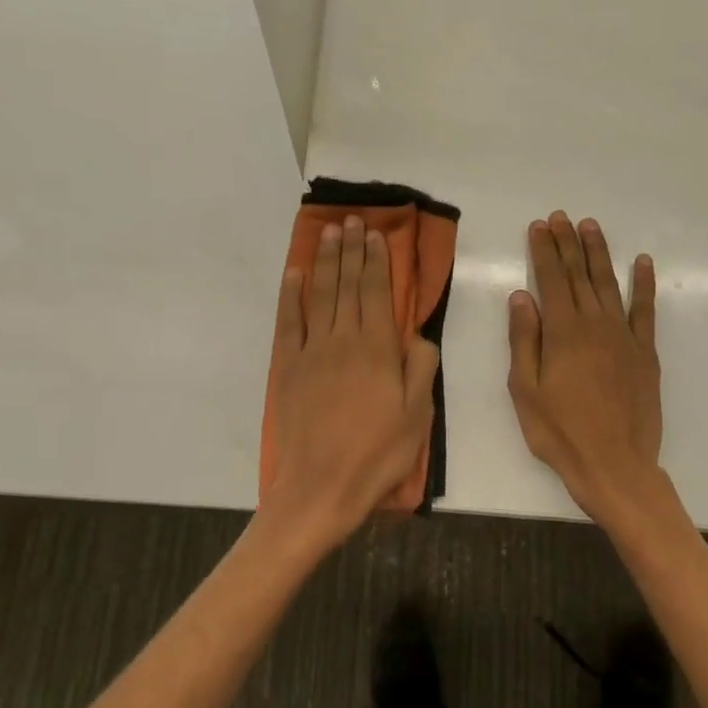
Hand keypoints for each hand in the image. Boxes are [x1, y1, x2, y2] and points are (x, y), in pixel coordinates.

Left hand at [265, 217, 440, 549]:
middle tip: (350, 220)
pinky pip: (288, 322)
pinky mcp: (287, 367)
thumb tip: (416, 333)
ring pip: (319, 295)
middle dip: (350, 250)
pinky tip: (294, 273)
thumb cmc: (377, 455)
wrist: (321, 487)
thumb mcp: (417, 416)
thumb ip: (420, 368)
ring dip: (324, 261)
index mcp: (377, 350)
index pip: (376, 293)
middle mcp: (342, 340)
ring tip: (328, 233)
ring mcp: (311, 351)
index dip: (376, 261)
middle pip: (346, 285)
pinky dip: (290, 294)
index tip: (374, 234)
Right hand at [508, 212, 663, 521]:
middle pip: (578, 274)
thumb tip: (520, 296)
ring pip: (608, 284)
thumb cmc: (559, 431)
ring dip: (599, 253)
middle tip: (560, 217)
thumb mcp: (525, 389)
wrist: (615, 464)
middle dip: (567, 243)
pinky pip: (645, 310)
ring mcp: (624, 336)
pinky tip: (642, 262)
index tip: (539, 226)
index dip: (543, 250)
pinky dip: (643, 284)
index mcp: (562, 332)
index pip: (550, 279)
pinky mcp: (645, 353)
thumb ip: (524, 340)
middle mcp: (594, 324)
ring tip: (590, 226)